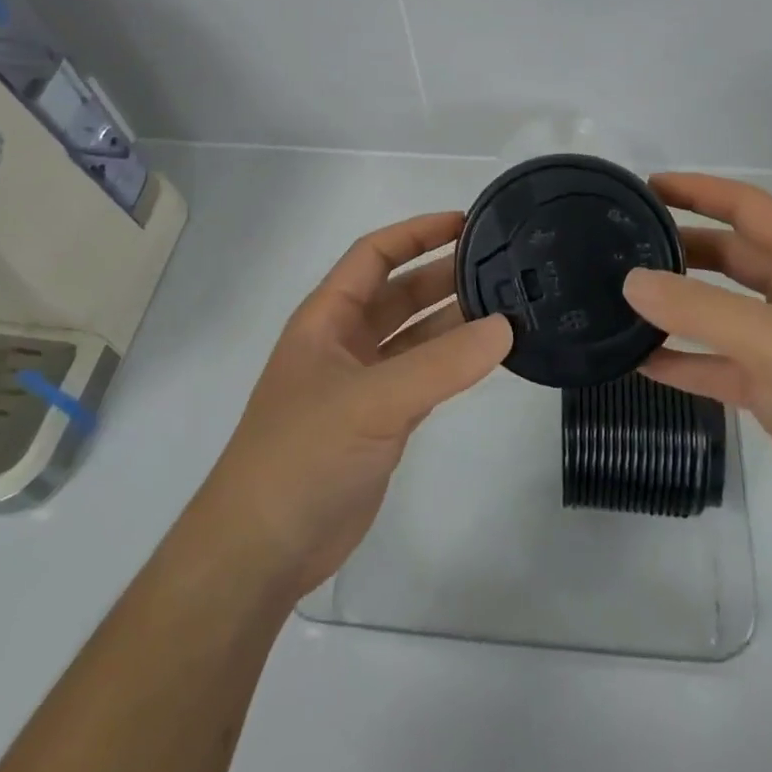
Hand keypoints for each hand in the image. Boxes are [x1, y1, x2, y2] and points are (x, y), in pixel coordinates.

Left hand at [194, 212, 512, 598]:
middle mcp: (344, 342)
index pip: (374, 255)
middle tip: (501, 267)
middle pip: (399, 293)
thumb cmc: (303, 454)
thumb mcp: (372, 400)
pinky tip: (486, 358)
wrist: (263, 548)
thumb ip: (441, 364)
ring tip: (507, 307)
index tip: (466, 224)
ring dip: (453, 321)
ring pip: (415, 337)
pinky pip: (423, 377)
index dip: (416, 233)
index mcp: (327, 318)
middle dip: (444, 276)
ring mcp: (362, 384)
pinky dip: (452, 365)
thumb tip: (505, 326)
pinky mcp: (380, 422)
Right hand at [623, 173, 771, 546]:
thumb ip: (699, 309)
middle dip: (683, 247)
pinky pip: (718, 364)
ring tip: (623, 298)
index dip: (700, 191)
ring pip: (720, 312)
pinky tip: (641, 362)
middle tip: (626, 245)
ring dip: (677, 306)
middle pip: (731, 257)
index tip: (649, 186)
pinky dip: (683, 361)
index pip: (748, 208)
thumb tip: (632, 281)